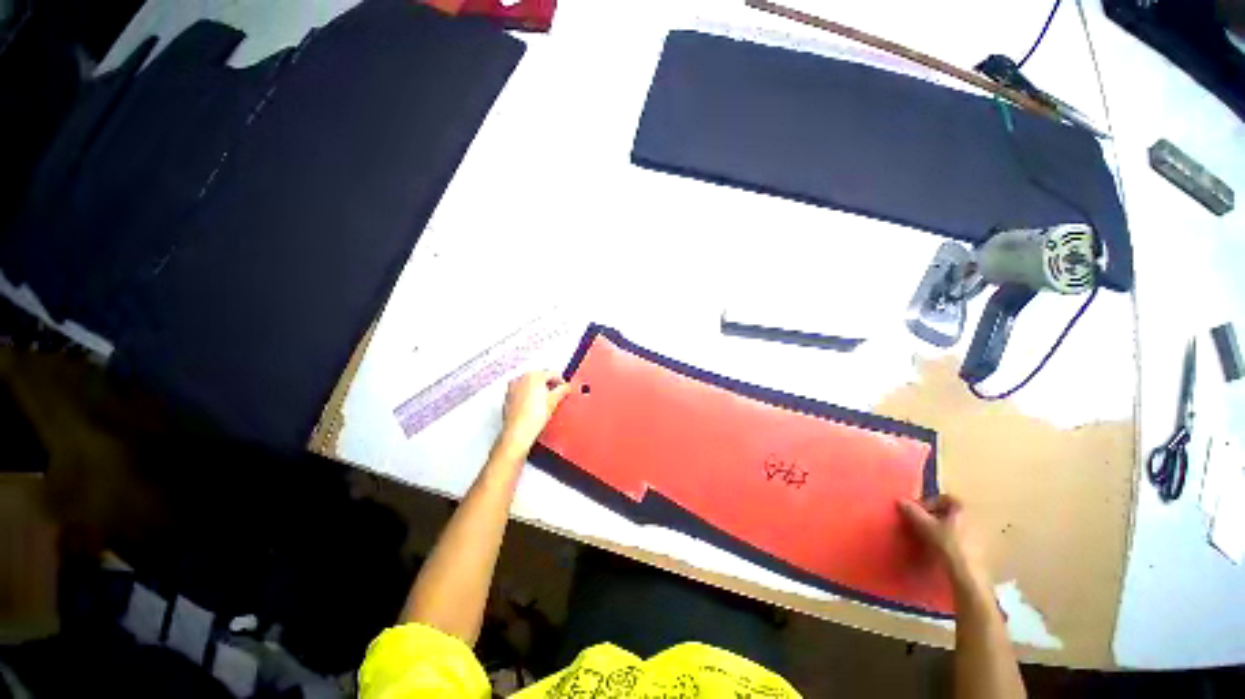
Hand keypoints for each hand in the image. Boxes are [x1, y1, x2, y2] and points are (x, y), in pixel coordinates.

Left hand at [497, 371, 573, 455]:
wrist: (518, 432)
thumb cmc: (534, 416)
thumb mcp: (554, 400)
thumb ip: (563, 389)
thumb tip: (567, 386)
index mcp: (533, 375)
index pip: (552, 374)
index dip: (561, 382)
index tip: (564, 389)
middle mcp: (521, 378)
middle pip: (540, 377)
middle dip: (549, 385)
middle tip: (556, 395)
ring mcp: (512, 387)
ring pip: (530, 384)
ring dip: (538, 390)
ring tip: (544, 402)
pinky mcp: (507, 397)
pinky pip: (521, 391)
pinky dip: (528, 395)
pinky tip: (533, 406)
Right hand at [897, 494, 988, 587]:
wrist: (967, 573)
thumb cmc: (946, 544)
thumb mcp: (924, 525)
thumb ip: (912, 511)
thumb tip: (900, 500)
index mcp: (962, 508)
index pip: (943, 498)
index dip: (928, 503)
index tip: (917, 512)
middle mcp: (973, 517)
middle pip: (950, 512)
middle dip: (934, 516)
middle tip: (921, 524)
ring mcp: (978, 533)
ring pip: (955, 525)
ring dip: (941, 528)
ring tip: (929, 537)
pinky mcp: (979, 548)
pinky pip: (960, 537)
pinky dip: (949, 539)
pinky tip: (941, 549)